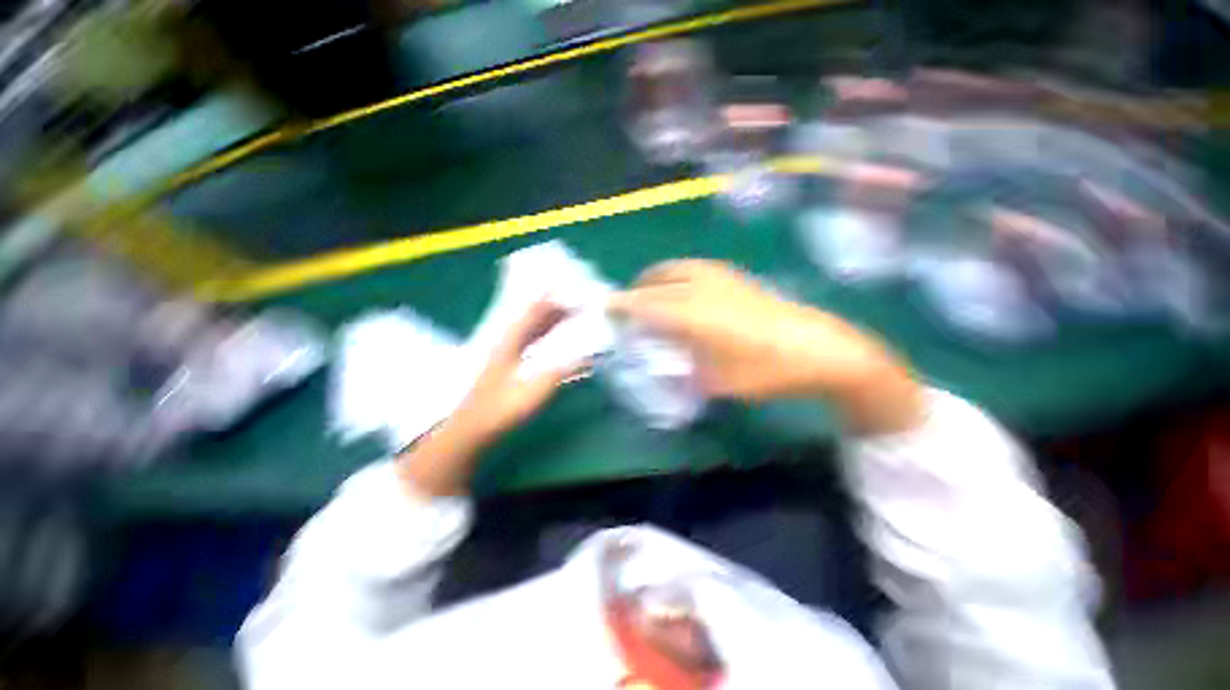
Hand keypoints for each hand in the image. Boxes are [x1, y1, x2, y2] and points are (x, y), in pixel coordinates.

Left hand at [398, 300, 586, 496]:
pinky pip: (530, 343)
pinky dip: (545, 336)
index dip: (549, 300)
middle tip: (577, 303)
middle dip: (554, 309)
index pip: (532, 313)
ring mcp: (506, 354)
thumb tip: (584, 357)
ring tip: (571, 316)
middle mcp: (507, 343)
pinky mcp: (508, 365)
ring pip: (531, 330)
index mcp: (510, 343)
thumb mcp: (533, 393)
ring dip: (550, 322)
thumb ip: (559, 373)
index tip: (567, 290)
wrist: (471, 431)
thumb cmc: (500, 411)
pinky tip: (554, 341)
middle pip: (532, 318)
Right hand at [608, 260, 922, 434]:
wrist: (819, 349)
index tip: (606, 307)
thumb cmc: (767, 371)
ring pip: (678, 268)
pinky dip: (678, 273)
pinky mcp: (737, 277)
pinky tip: (682, 286)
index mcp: (694, 315)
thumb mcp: (719, 382)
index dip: (624, 305)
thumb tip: (669, 367)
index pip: (647, 305)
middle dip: (637, 290)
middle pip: (659, 282)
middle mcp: (703, 289)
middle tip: (626, 303)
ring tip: (649, 290)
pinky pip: (695, 267)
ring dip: (657, 277)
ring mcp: (722, 278)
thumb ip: (687, 372)